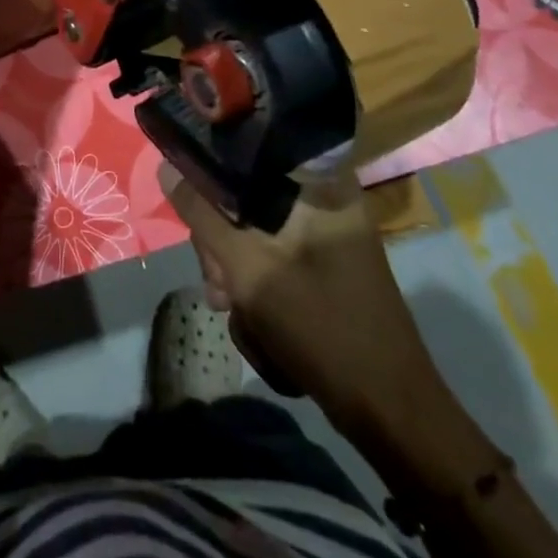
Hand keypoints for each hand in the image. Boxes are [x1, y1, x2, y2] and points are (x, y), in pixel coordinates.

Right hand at [159, 162, 444, 439]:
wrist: (390, 412)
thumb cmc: (322, 327)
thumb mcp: (248, 268)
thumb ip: (203, 214)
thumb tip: (167, 165)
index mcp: (320, 182)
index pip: (252, 145)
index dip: (213, 165)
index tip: (192, 202)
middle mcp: (327, 195)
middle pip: (249, 189)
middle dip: (221, 235)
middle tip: (214, 278)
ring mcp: (330, 229)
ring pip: (257, 223)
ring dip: (234, 260)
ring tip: (228, 303)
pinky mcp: (328, 258)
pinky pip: (275, 247)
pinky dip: (256, 273)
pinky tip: (247, 311)